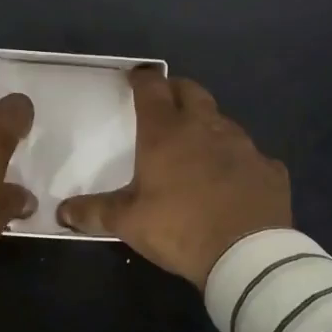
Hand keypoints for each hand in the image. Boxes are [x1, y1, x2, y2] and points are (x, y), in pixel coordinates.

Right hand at [58, 66, 290, 286]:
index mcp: (166, 132)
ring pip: (222, 121)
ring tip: (198, 144)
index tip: (136, 77)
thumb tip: (61, 213)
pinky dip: (239, 161)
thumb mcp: (128, 223)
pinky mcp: (269, 169)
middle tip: (166, 102)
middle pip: (191, 91)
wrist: (247, 255)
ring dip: (208, 125)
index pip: (152, 88)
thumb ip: (94, 212)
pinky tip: (235, 180)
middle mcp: (205, 127)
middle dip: (177, 90)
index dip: (143, 78)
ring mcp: (243, 145)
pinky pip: (252, 156)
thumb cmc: (179, 228)